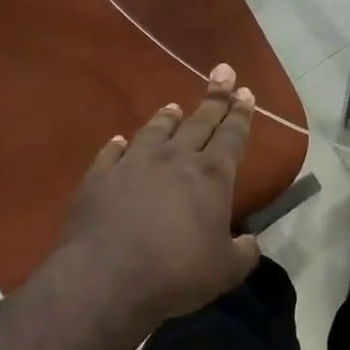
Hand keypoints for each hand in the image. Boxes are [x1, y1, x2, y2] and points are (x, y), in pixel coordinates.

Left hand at [48, 63, 261, 331]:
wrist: (106, 277)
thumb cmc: (176, 273)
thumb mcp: (225, 271)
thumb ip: (243, 253)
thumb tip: (250, 243)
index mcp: (211, 176)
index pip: (232, 136)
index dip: (241, 114)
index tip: (246, 92)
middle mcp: (174, 159)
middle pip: (199, 122)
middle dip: (215, 98)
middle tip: (223, 72)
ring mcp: (134, 164)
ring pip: (155, 131)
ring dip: (167, 118)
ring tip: (173, 106)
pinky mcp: (100, 177)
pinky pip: (111, 153)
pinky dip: (118, 146)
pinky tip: (119, 141)